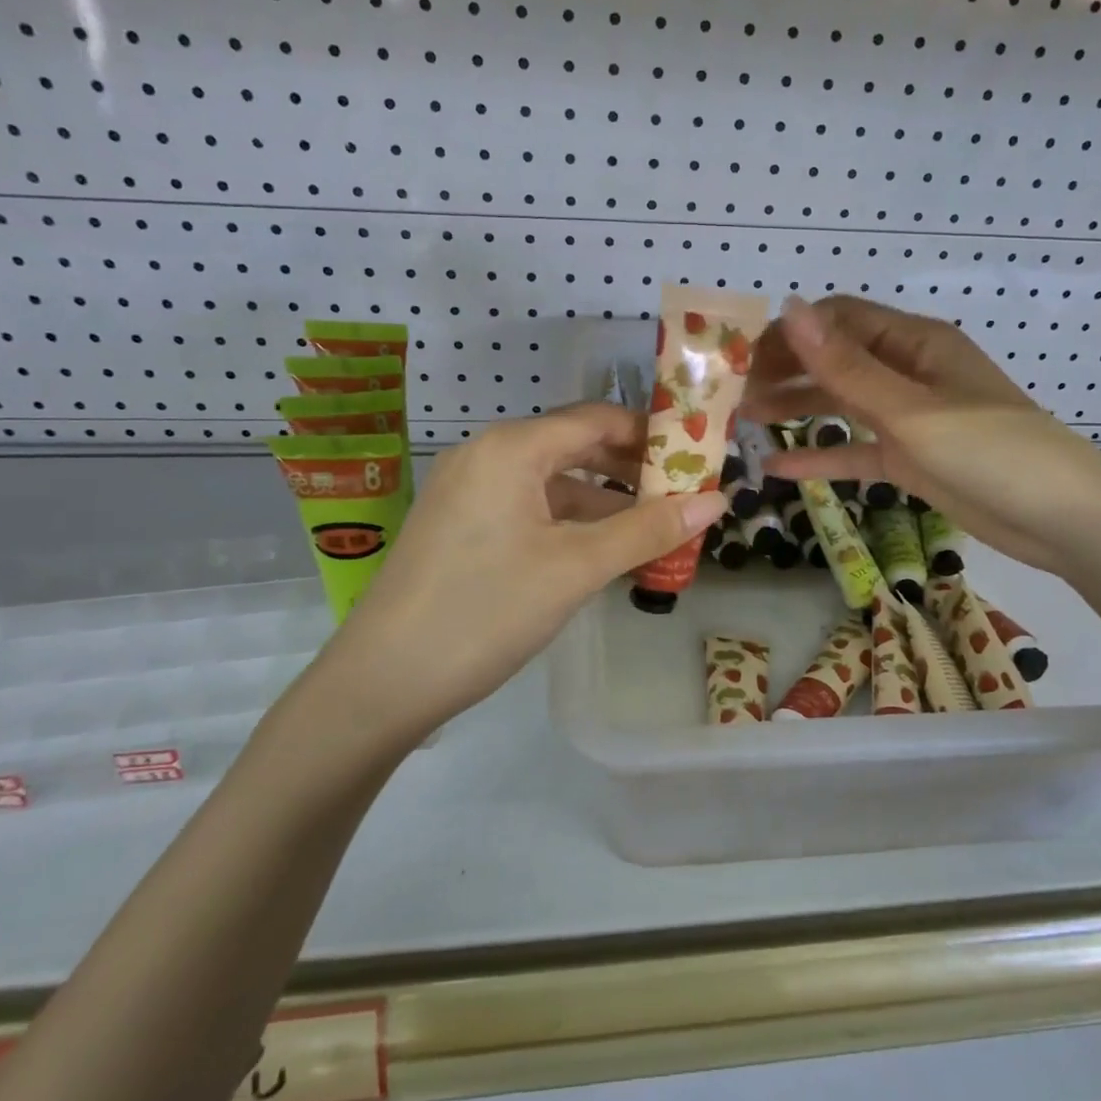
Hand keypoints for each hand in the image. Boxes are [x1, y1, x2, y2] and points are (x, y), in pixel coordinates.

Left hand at [314, 402, 727, 736]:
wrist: (383, 681)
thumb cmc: (486, 610)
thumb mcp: (576, 568)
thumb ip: (647, 530)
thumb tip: (717, 501)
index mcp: (511, 448)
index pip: (597, 419)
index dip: (652, 435)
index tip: (699, 459)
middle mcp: (487, 455)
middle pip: (575, 446)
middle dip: (632, 471)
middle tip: (685, 497)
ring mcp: (469, 491)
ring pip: (553, 482)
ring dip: (604, 502)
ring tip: (655, 529)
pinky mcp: (461, 526)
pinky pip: (529, 508)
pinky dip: (570, 523)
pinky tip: (602, 551)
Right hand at [744, 296, 1100, 572]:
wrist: (1060, 520)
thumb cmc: (991, 452)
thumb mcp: (911, 409)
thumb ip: (846, 367)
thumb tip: (788, 309)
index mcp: (915, 343)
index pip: (839, 321)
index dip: (790, 333)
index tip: (742, 357)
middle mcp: (907, 373)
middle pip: (835, 361)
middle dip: (786, 372)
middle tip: (733, 395)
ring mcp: (908, 418)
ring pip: (840, 404)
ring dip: (796, 409)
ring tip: (744, 421)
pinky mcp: (909, 459)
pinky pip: (854, 450)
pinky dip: (820, 456)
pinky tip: (777, 468)